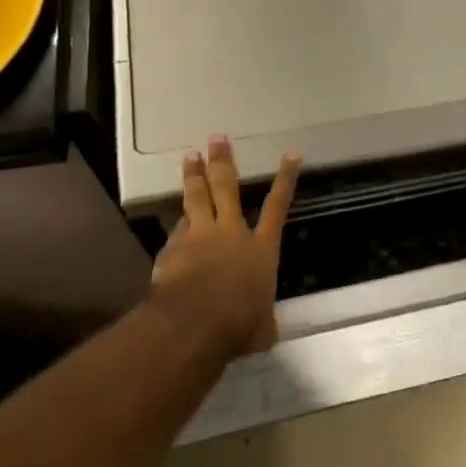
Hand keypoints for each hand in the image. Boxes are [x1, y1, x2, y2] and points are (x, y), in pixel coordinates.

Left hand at [150, 135, 300, 357]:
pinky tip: (174, 227)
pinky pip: (177, 232)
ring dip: (193, 176)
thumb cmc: (239, 325)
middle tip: (217, 138)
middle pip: (227, 188)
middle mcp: (231, 233)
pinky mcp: (173, 249)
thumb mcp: (262, 327)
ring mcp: (200, 237)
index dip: (286, 179)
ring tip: (189, 156)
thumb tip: (265, 328)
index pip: (277, 206)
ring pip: (196, 198)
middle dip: (223, 161)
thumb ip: (263, 319)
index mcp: (261, 249)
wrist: (195, 324)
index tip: (291, 153)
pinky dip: (178, 228)